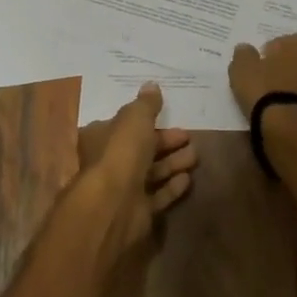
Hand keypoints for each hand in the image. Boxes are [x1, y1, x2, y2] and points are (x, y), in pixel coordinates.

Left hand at [74, 83, 197, 248]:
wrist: (114, 205)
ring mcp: (123, 189)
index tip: (168, 114)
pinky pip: (158, 196)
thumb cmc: (121, 153)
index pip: (124, 125)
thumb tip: (151, 85)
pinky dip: (172, 186)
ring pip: (152, 172)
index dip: (146, 120)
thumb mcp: (135, 118)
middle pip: (141, 149)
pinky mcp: (138, 211)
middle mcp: (109, 163)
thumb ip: (145, 104)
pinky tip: (188, 179)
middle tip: (189, 136)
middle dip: (165, 142)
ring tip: (195, 155)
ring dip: (173, 163)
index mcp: (101, 138)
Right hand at [228, 32, 296, 120]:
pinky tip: (284, 111)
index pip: (294, 39)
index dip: (279, 48)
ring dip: (296, 86)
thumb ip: (244, 54)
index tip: (264, 59)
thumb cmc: (265, 88)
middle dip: (290, 66)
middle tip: (269, 77)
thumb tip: (245, 48)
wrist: (286, 127)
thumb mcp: (243, 67)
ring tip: (275, 97)